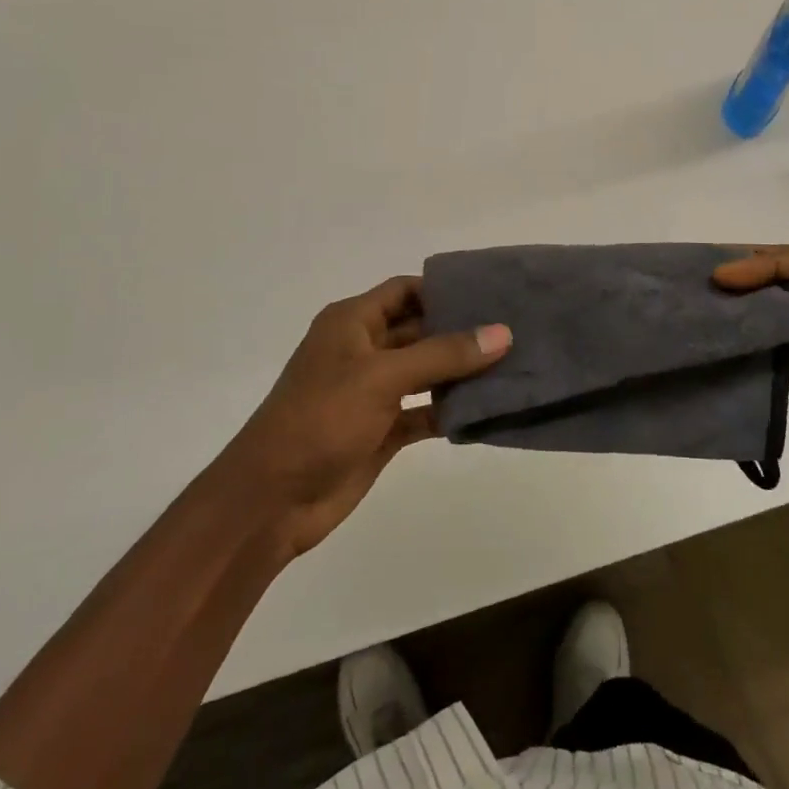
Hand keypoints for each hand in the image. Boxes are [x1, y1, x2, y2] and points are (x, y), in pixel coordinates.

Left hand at [219, 277, 510, 557]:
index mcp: (352, 322)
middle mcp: (363, 350)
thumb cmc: (321, 418)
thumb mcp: (382, 376)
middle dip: (462, 331)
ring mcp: (373, 392)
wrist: (271, 500)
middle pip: (421, 330)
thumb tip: (502, 332)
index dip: (445, 289)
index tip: (493, 292)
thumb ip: (443, 354)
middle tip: (516, 329)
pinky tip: (487, 410)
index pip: (405, 290)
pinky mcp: (382, 430)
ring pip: (426, 373)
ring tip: (513, 365)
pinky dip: (450, 411)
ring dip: (461, 373)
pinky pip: (424, 412)